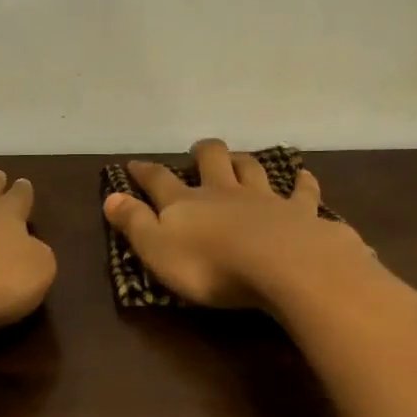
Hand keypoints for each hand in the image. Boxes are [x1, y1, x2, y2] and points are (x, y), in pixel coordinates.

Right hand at [103, 139, 374, 309]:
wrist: (281, 265)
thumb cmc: (210, 266)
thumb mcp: (157, 250)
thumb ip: (134, 223)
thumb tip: (111, 197)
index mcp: (186, 203)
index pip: (159, 181)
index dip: (144, 172)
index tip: (134, 165)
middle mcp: (224, 192)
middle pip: (212, 160)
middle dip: (203, 153)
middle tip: (199, 151)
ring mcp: (264, 199)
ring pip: (252, 169)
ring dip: (244, 162)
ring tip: (240, 159)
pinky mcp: (300, 213)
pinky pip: (302, 192)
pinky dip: (302, 183)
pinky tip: (305, 176)